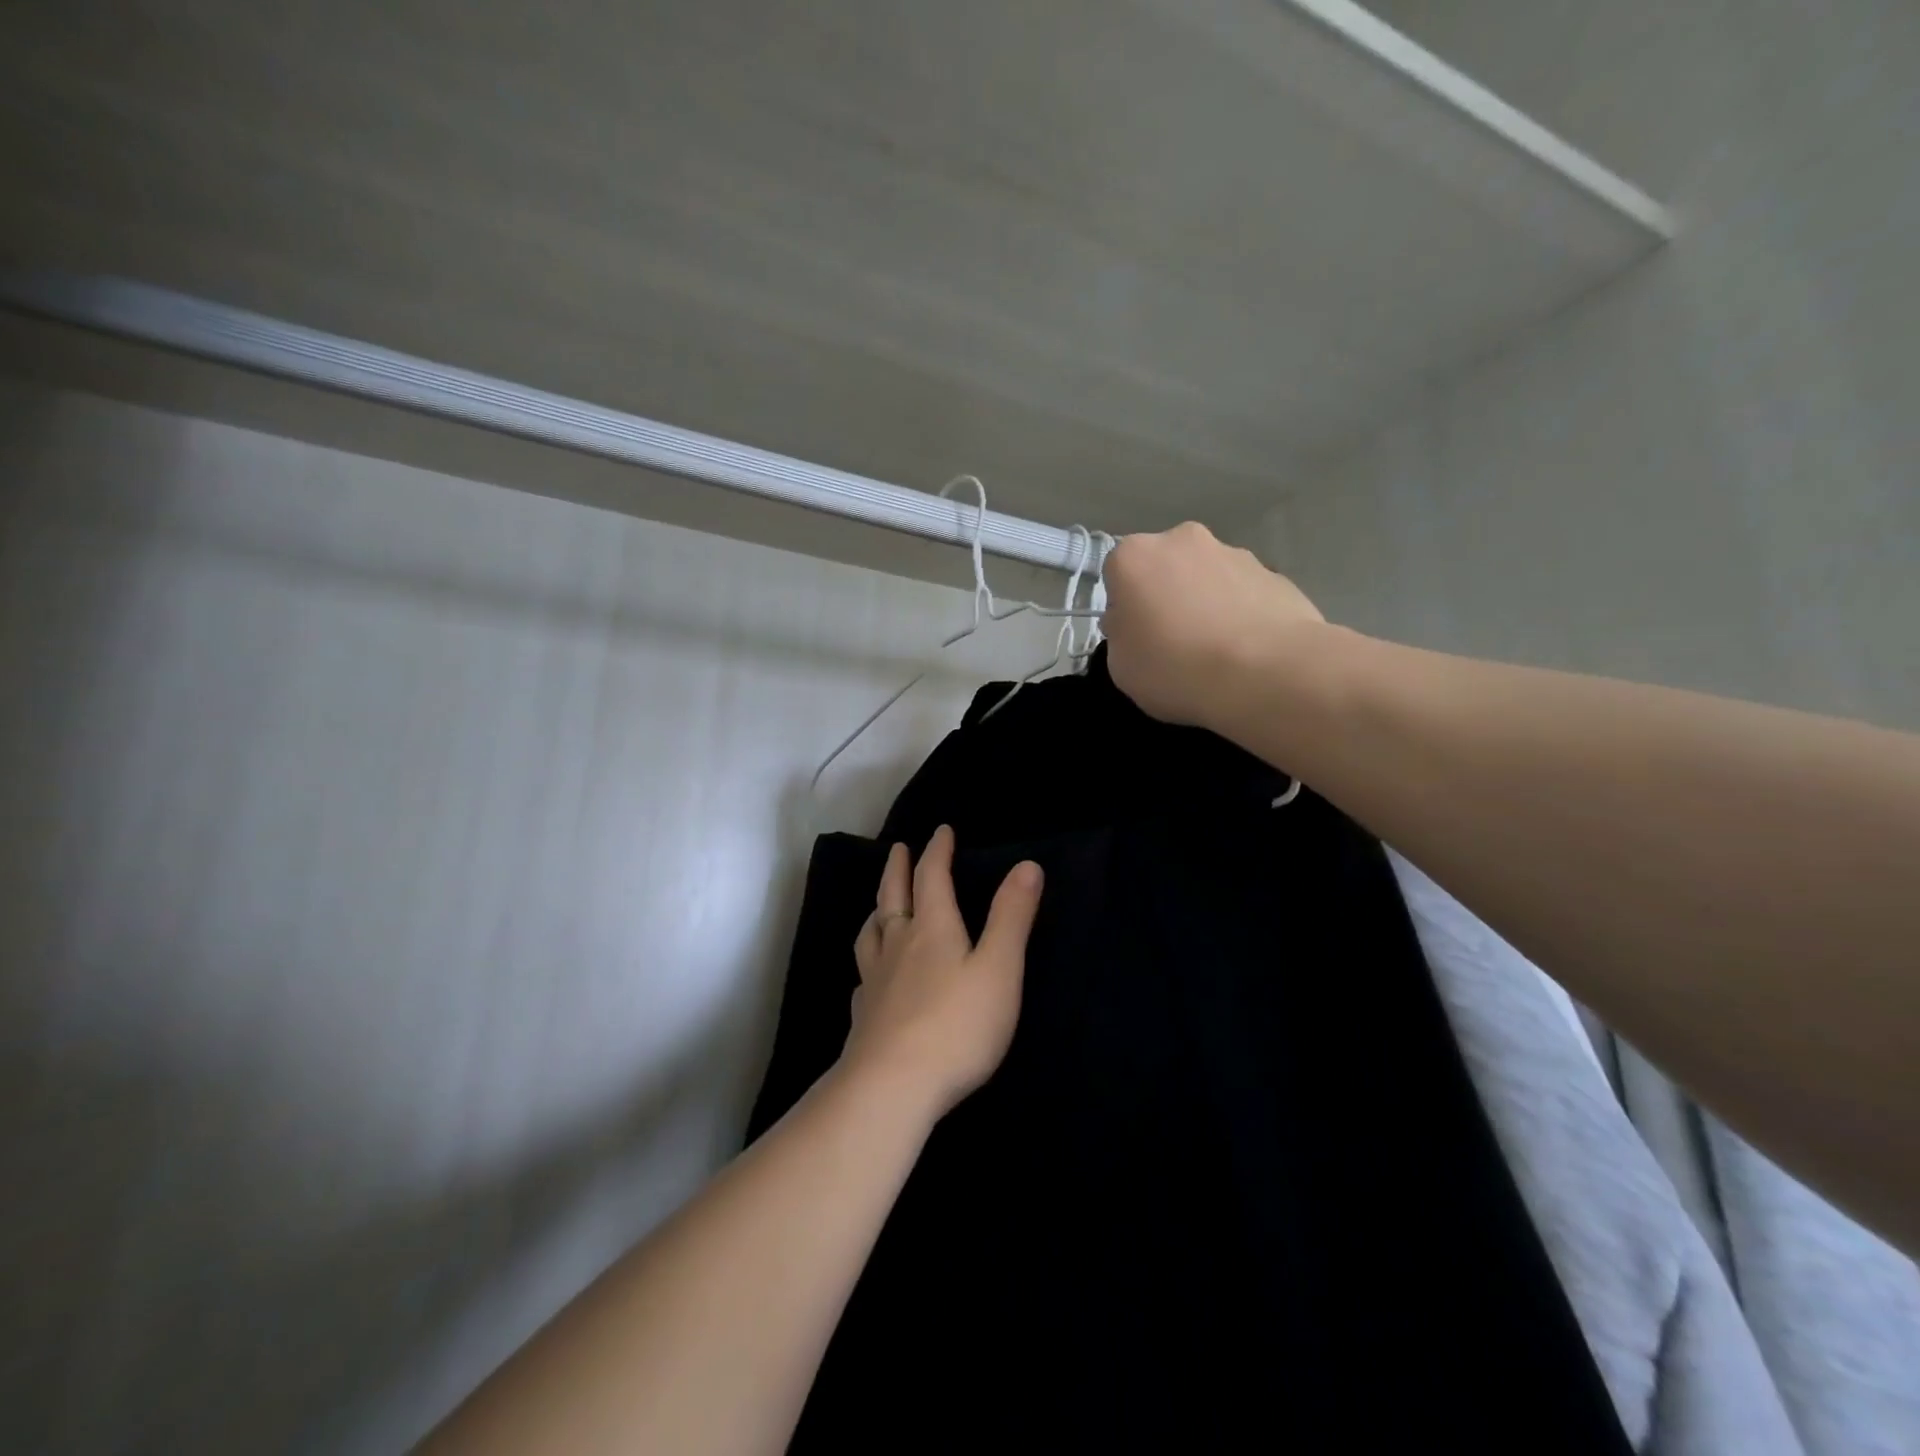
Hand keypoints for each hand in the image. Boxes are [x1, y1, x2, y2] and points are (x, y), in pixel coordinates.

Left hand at [843, 826, 1043, 1117]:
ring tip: (880, 905)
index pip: (932, 877)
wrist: (892, 1086)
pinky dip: (868, 960)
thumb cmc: (956, 1025)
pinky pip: (863, 975)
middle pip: (893, 896)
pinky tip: (870, 975)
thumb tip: (1026, 865)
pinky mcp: (864, 1015)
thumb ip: (1012, 917)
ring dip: (877, 909)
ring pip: (871, 932)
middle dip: (898, 868)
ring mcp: (875, 980)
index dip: (937, 851)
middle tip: (898, 849)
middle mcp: (898, 945)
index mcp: (932, 928)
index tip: (941, 831)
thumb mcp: (999, 968)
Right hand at [1101, 521, 1325, 728]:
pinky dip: (1240, 612)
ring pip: (1206, 576)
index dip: (1124, 606)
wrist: (1268, 674)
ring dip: (1204, 601)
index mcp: (1135, 556)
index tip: (1134, 635)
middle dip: (1165, 595)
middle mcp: (1182, 540)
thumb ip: (1122, 635)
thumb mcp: (1121, 667)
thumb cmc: (1176, 669)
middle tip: (1172, 641)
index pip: (1116, 573)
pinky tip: (1246, 650)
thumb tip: (1135, 624)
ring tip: (1215, 649)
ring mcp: (1233, 552)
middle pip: (1164, 567)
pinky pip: (1243, 592)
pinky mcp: (1274, 573)